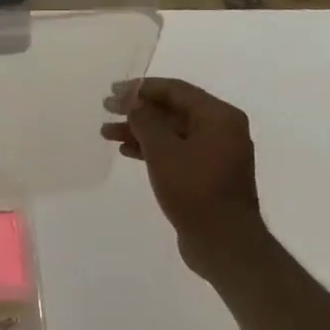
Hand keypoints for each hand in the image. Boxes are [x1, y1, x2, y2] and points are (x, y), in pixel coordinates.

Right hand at [103, 78, 263, 275]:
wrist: (223, 242)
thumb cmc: (194, 190)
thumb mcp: (164, 151)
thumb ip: (145, 120)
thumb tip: (133, 102)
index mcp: (219, 117)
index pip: (176, 90)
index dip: (142, 88)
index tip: (113, 91)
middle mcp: (221, 130)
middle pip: (173, 110)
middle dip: (138, 110)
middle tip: (107, 109)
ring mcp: (215, 153)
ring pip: (171, 132)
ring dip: (140, 131)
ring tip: (107, 133)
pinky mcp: (206, 175)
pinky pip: (175, 151)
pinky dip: (151, 149)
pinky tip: (127, 152)